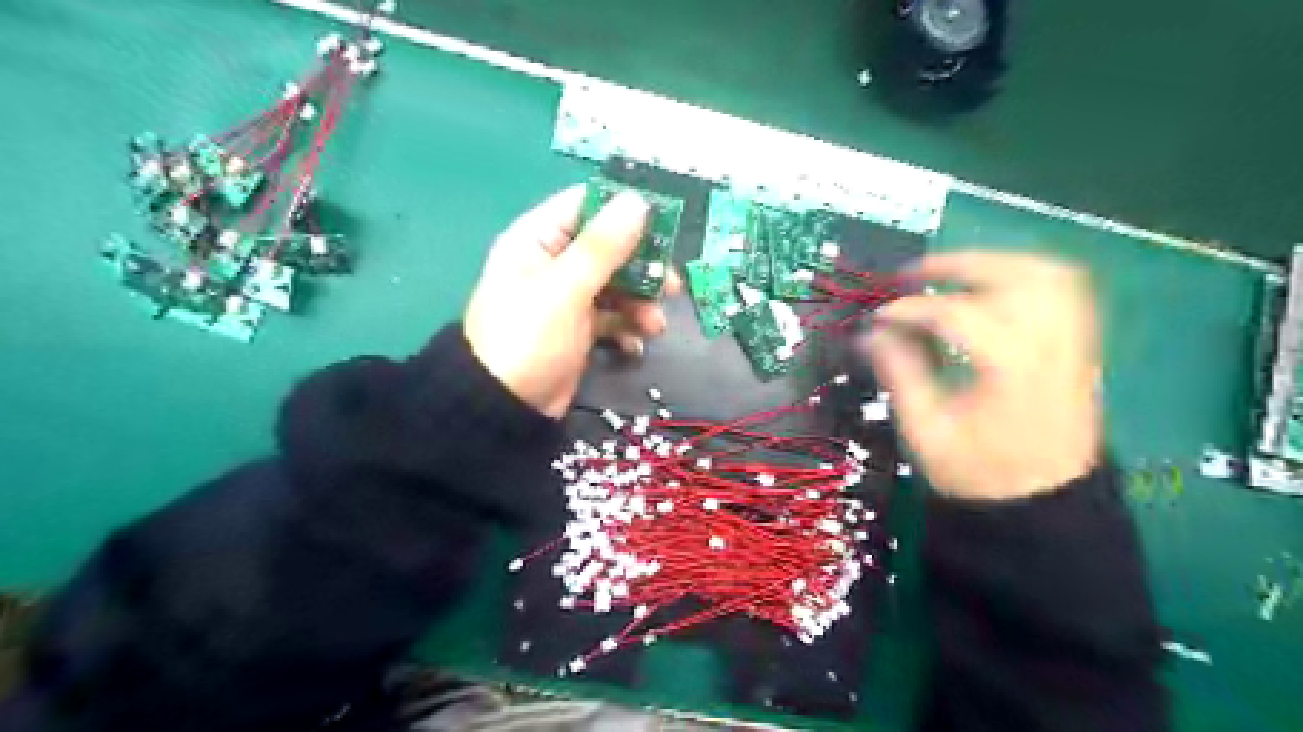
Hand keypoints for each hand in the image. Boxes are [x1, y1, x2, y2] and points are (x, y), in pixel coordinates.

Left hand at [462, 185, 683, 418]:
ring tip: (654, 326)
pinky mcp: (580, 329)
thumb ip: (602, 247)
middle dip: (643, 268)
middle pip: (610, 249)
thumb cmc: (528, 338)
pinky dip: (627, 329)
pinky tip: (634, 346)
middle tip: (672, 285)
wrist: (506, 408)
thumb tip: (638, 201)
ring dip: (641, 303)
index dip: (624, 209)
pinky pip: (613, 318)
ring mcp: (568, 298)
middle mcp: (554, 263)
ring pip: (617, 285)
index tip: (665, 222)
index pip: (586, 206)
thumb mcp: (564, 289)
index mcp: (538, 240)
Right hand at [870, 251, 1102, 501]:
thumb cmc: (980, 473)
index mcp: (1011, 371)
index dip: (911, 309)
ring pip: (1047, 274)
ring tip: (953, 272)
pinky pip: (1065, 290)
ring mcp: (1074, 344)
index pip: (957, 315)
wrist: (1045, 503)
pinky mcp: (1080, 347)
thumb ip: (900, 374)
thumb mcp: (926, 431)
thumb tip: (872, 333)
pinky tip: (995, 286)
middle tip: (914, 273)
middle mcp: (1051, 347)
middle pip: (1013, 277)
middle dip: (958, 265)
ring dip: (996, 263)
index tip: (878, 317)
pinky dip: (1026, 275)